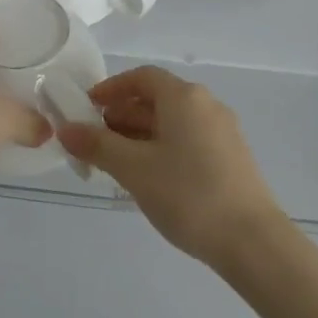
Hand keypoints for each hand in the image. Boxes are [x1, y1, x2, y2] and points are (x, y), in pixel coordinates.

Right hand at [57, 66, 286, 268]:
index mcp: (184, 97)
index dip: (112, 88)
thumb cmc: (187, 194)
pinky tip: (149, 177)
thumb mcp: (134, 169)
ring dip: (141, 134)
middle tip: (94, 141)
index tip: (87, 108)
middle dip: (123, 115)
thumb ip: (98, 146)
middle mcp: (206, 104)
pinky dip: (162, 147)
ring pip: (172, 121)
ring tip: (115, 162)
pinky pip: (188, 139)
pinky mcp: (231, 156)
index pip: (142, 77)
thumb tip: (65, 129)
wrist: (251, 240)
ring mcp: (222, 131)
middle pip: (157, 98)